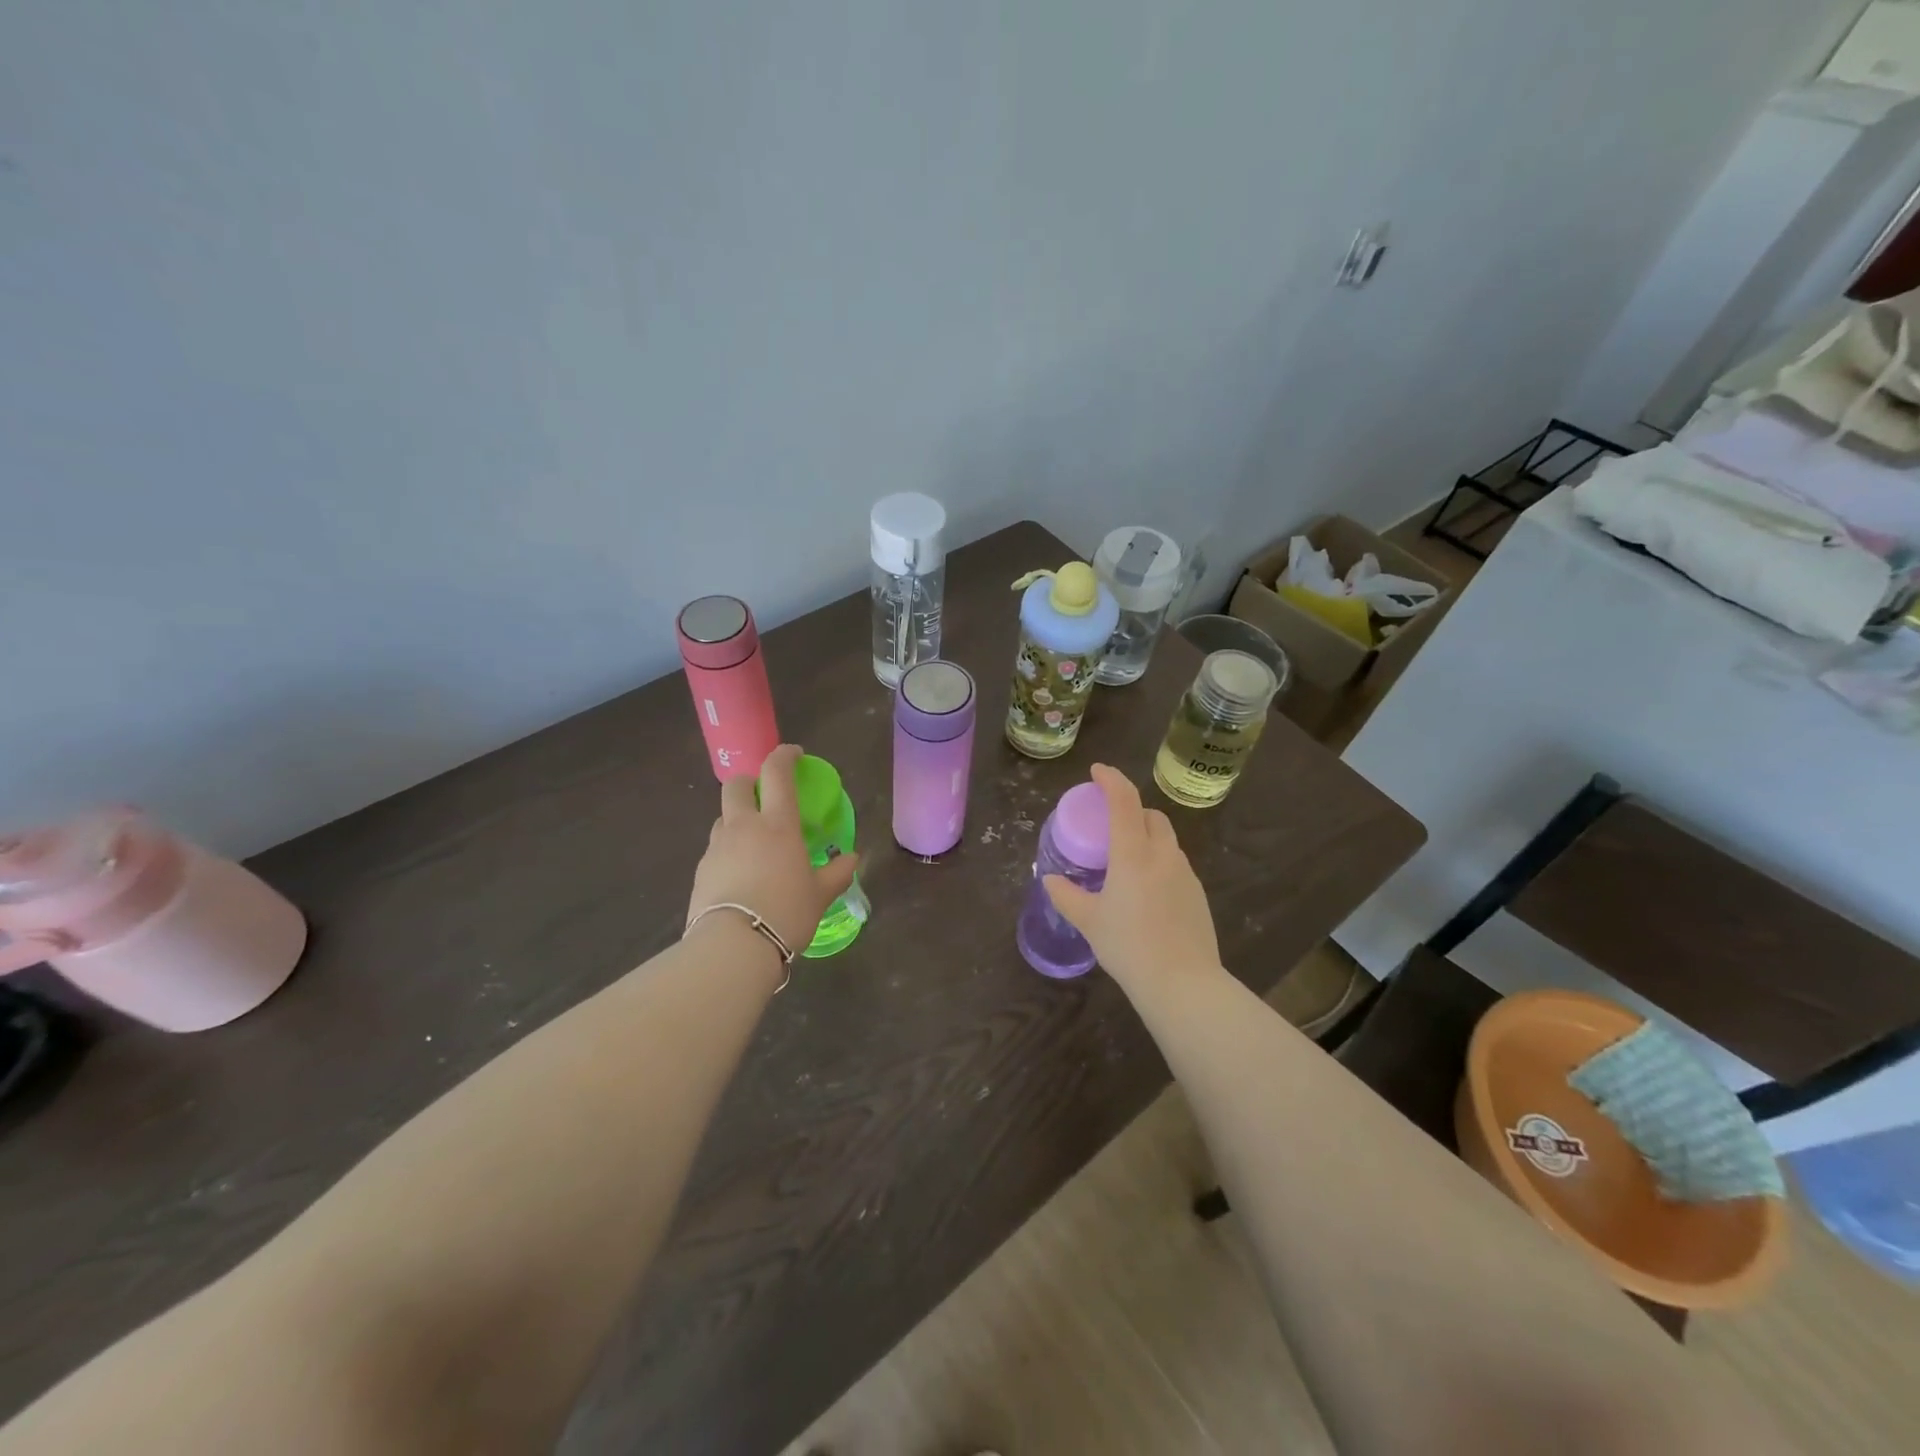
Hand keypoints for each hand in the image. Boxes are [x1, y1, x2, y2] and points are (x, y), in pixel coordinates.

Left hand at [687, 744, 858, 957]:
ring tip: (754, 845)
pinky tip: (740, 877)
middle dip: (748, 782)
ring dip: (737, 820)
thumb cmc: (786, 913)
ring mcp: (717, 847)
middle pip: (735, 785)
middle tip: (763, 797)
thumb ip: (837, 873)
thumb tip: (852, 859)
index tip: (794, 755)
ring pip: (723, 818)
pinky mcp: (700, 870)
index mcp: (777, 824)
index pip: (777, 773)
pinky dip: (728, 852)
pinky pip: (715, 850)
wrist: (733, 948)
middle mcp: (743, 826)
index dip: (784, 756)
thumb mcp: (820, 895)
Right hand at [1043, 763, 1219, 991]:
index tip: (1097, 771)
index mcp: (1134, 854)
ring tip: (1126, 860)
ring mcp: (1185, 873)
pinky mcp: (1197, 893)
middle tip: (1109, 823)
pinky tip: (1147, 890)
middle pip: (1150, 815)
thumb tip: (1049, 879)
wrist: (1183, 983)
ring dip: (1146, 836)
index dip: (1111, 779)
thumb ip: (1066, 896)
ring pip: (1166, 839)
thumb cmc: (1129, 947)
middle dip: (1131, 809)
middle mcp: (1163, 854)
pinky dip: (1159, 861)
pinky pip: (1175, 864)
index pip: (1124, 801)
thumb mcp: (1089, 921)